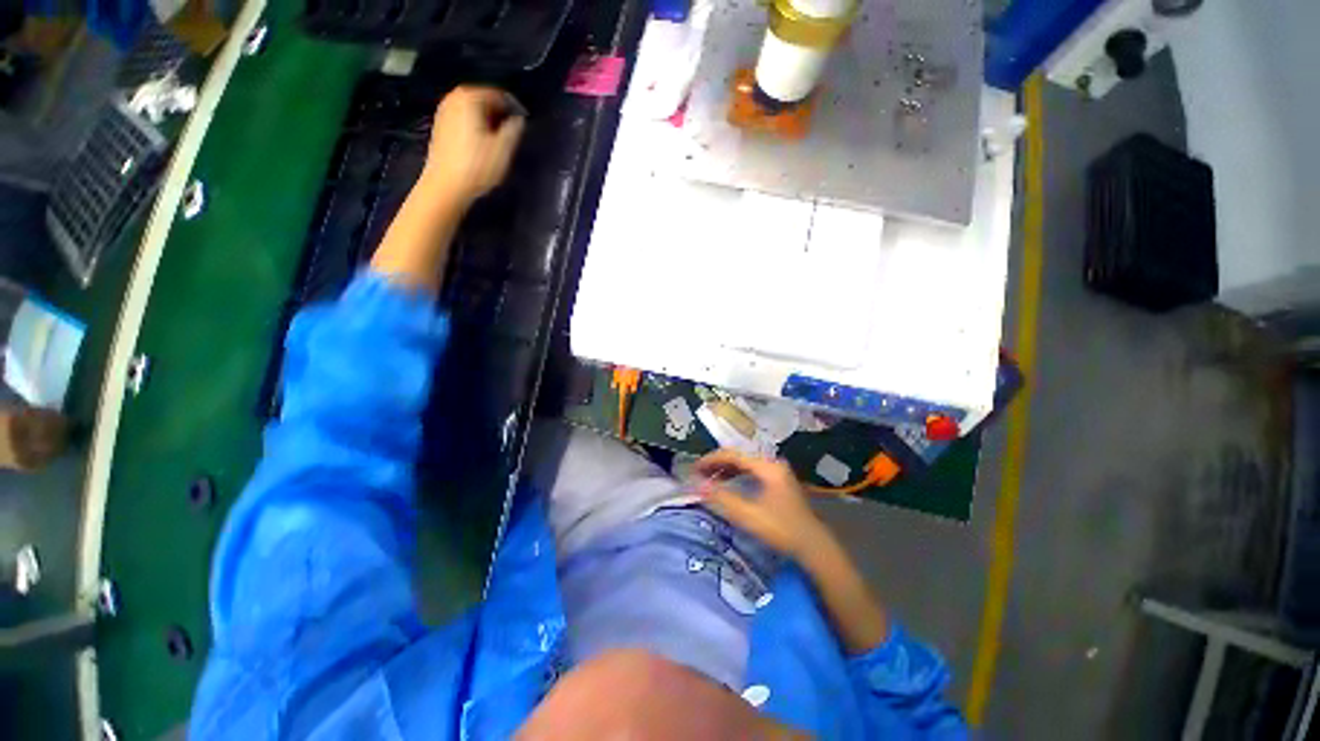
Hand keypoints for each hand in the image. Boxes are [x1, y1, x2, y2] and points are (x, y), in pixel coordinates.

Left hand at [422, 86, 525, 209]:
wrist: (446, 186)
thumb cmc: (477, 166)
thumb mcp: (503, 149)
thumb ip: (514, 129)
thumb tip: (519, 119)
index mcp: (470, 98)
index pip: (498, 95)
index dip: (514, 108)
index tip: (523, 123)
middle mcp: (454, 98)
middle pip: (483, 99)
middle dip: (499, 113)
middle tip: (512, 132)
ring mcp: (444, 112)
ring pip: (473, 110)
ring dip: (487, 121)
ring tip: (499, 139)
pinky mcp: (440, 127)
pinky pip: (463, 119)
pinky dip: (475, 126)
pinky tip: (482, 144)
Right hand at [694, 449, 831, 559]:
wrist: (814, 546)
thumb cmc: (781, 529)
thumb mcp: (748, 515)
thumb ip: (722, 498)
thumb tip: (697, 485)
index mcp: (767, 466)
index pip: (732, 455)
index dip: (710, 460)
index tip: (694, 469)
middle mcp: (772, 463)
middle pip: (738, 456)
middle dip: (716, 464)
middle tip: (698, 474)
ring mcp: (777, 472)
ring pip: (744, 464)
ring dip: (725, 470)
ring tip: (709, 479)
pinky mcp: (778, 481)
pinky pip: (751, 471)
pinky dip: (736, 475)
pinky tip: (728, 484)